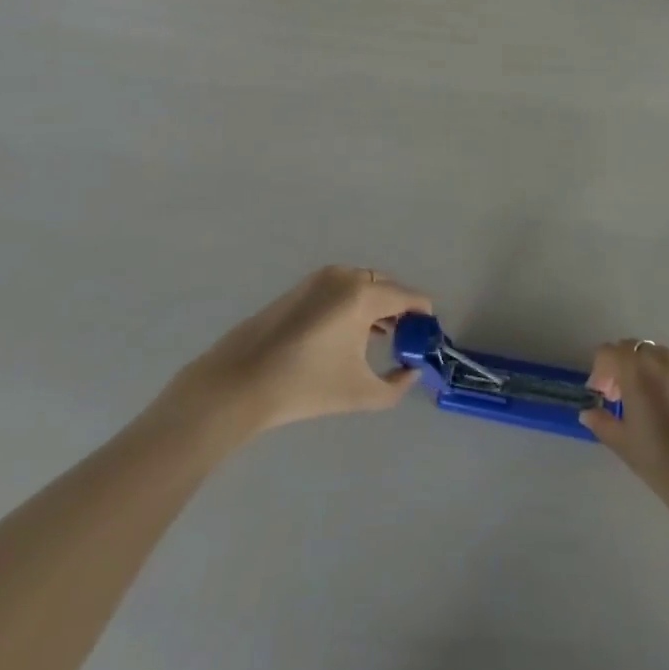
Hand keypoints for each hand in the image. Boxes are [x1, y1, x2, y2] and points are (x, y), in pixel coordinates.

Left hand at [182, 266, 431, 435]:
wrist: (240, 383)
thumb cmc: (305, 387)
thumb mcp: (361, 393)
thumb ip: (396, 385)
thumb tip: (410, 370)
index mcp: (364, 294)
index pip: (409, 296)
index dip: (423, 316)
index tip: (427, 338)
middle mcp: (346, 276)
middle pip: (387, 287)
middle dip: (401, 310)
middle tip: (405, 341)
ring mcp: (321, 278)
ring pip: (364, 285)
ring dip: (378, 306)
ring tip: (380, 339)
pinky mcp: (302, 286)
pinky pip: (343, 287)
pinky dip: (355, 303)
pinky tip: (348, 335)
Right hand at [580, 339, 668, 563]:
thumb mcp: (628, 449)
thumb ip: (604, 424)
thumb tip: (589, 412)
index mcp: (638, 370)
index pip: (609, 352)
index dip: (600, 371)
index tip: (602, 397)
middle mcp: (665, 360)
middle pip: (636, 351)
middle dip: (624, 369)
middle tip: (623, 401)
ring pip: (662, 361)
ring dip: (649, 375)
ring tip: (652, 410)